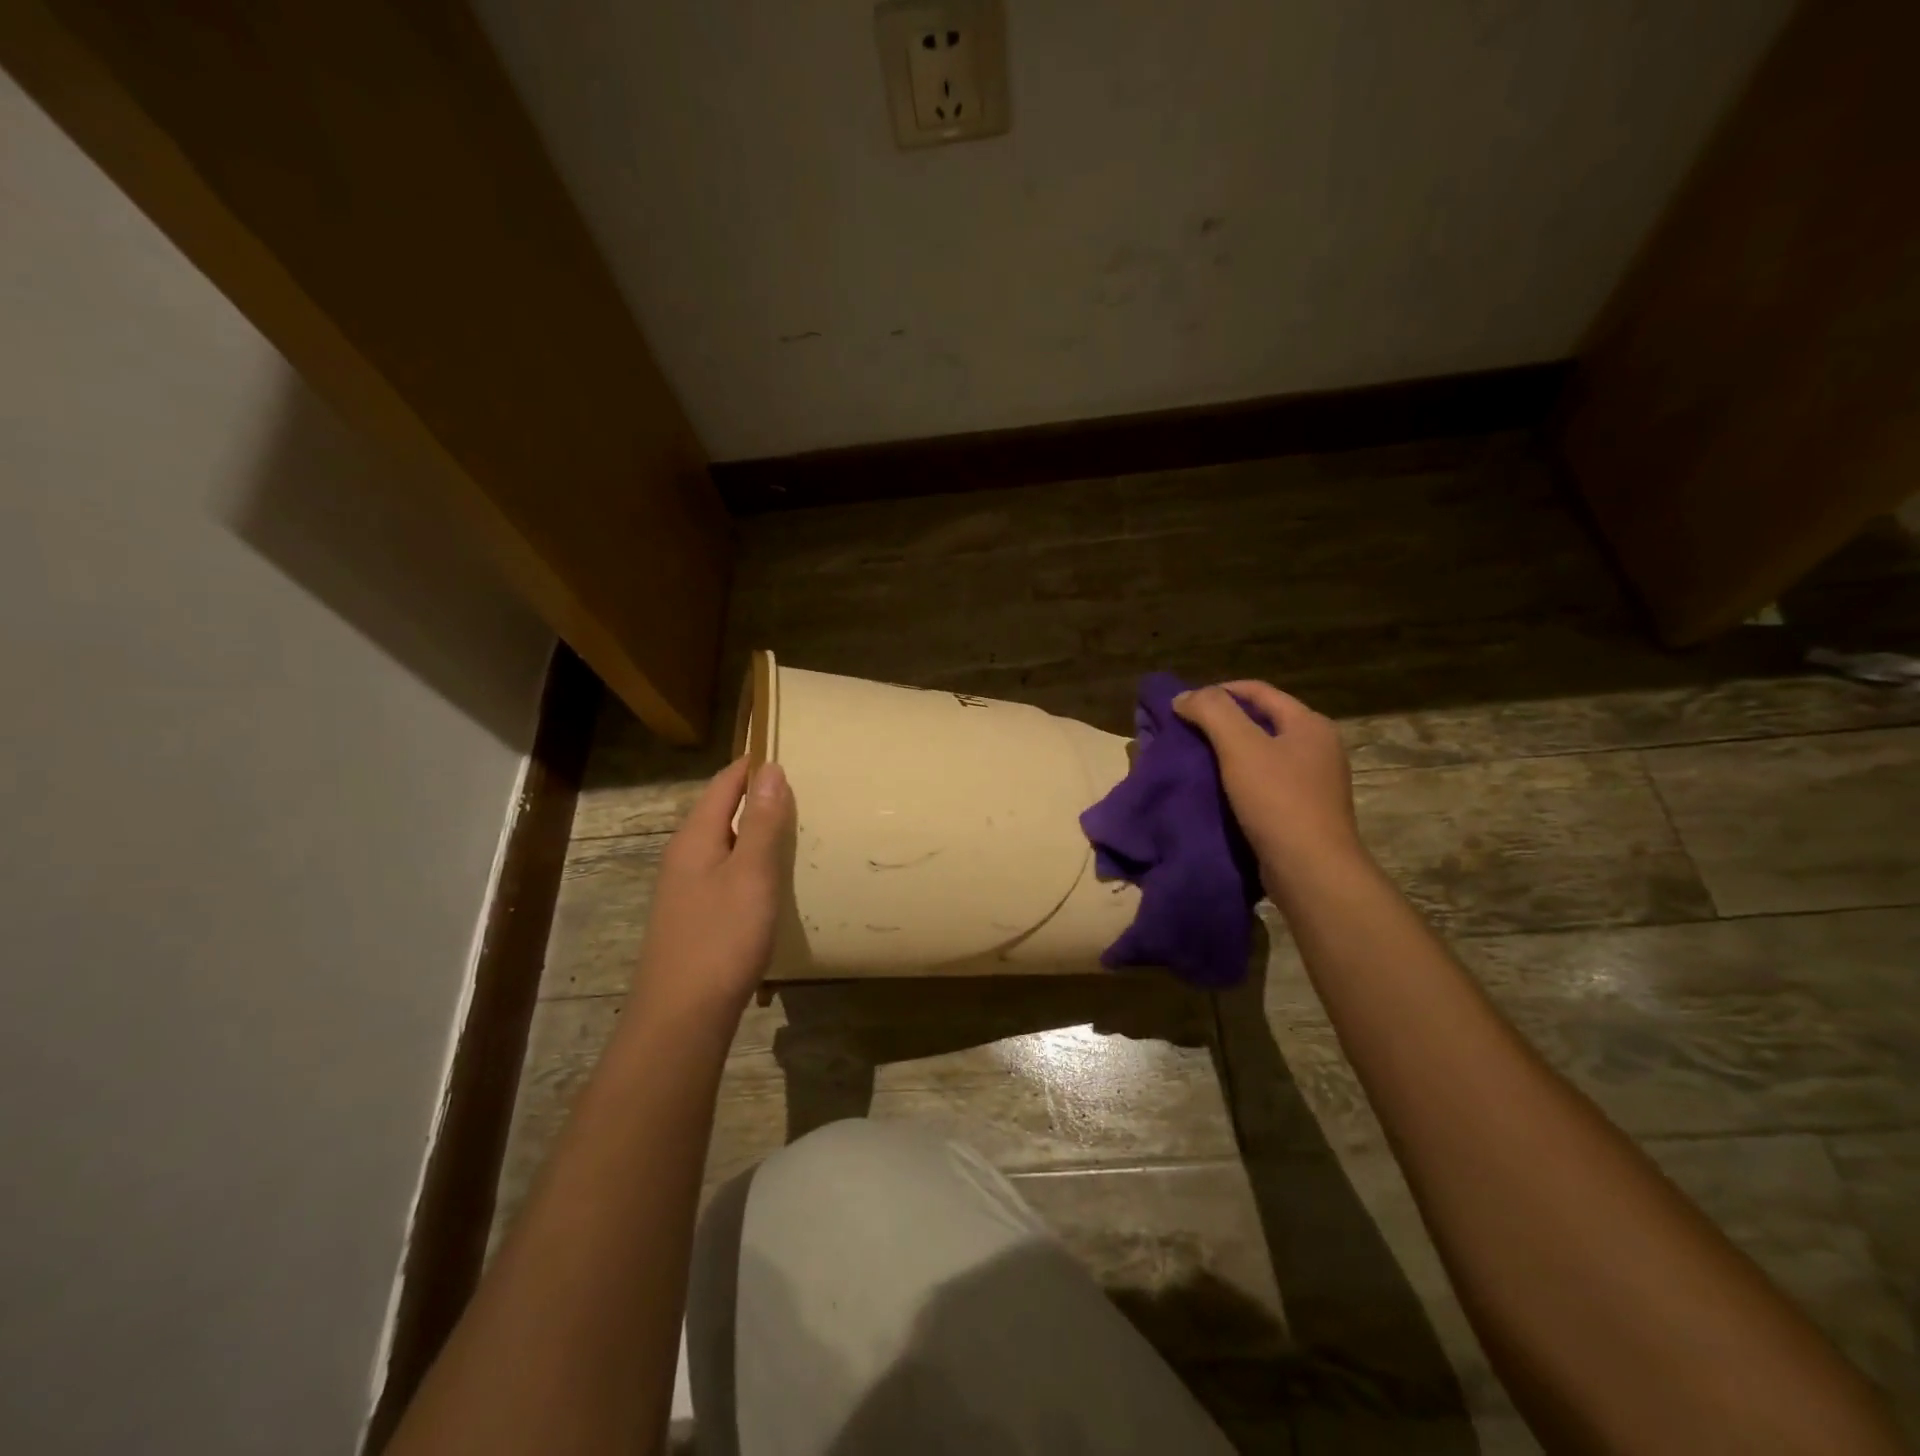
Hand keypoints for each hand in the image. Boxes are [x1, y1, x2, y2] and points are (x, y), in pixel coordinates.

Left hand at [629, 758, 794, 1021]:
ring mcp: (686, 888)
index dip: (754, 765)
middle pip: (722, 810)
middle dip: (758, 796)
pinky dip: (751, 862)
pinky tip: (773, 877)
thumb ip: (763, 822)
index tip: (790, 751)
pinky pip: (726, 871)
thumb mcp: (752, 875)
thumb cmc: (721, 938)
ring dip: (756, 830)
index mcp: (695, 837)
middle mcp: (685, 855)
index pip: (725, 783)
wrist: (682, 1016)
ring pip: (725, 843)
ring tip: (797, 827)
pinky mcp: (695, 915)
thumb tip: (770, 769)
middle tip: (805, 790)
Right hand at [1174, 680, 1365, 891]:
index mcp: (1309, 724)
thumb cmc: (1278, 800)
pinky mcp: (1305, 811)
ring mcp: (1315, 781)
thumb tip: (1184, 696)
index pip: (1258, 691)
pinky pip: (1267, 782)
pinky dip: (1240, 779)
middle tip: (1186, 733)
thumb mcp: (1240, 746)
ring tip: (1196, 761)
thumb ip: (1212, 712)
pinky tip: (1218, 791)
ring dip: (1229, 753)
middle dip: (1222, 723)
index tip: (1184, 706)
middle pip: (1262, 721)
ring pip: (1263, 753)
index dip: (1218, 691)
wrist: (1311, 870)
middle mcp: (1318, 747)